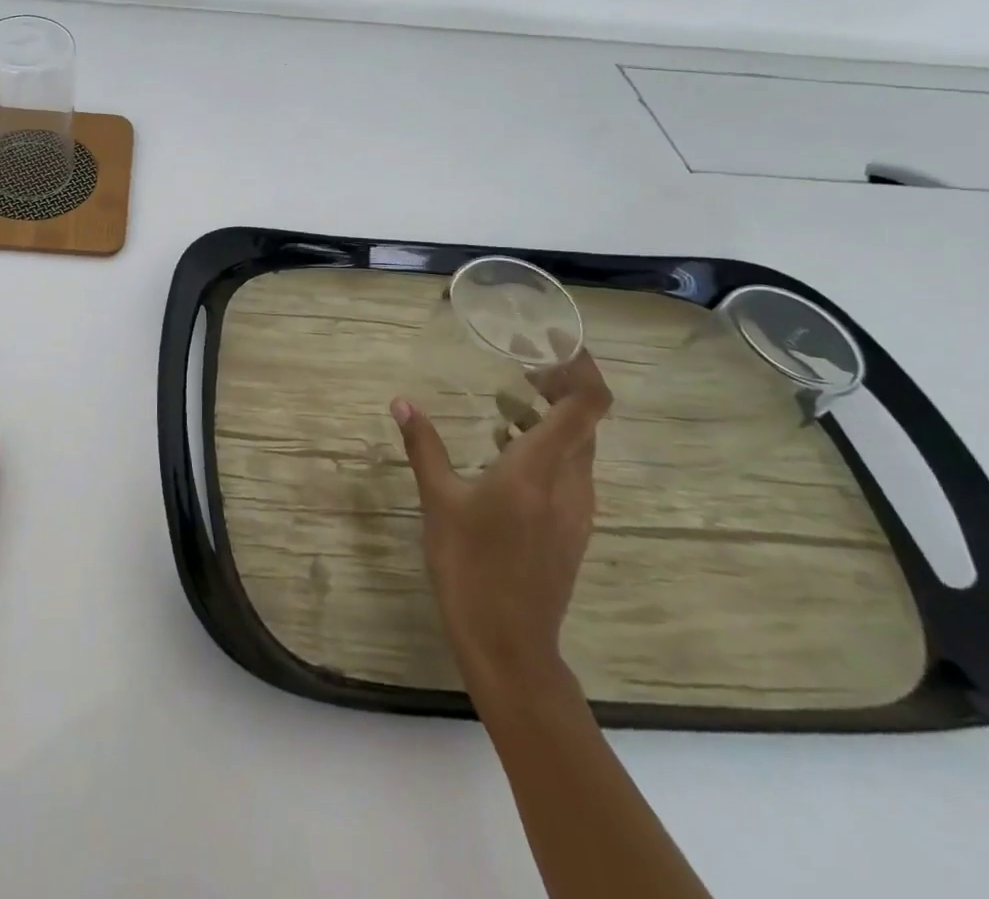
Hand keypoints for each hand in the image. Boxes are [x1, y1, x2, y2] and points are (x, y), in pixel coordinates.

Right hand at [390, 349, 611, 709]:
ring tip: (506, 404)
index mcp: (540, 468)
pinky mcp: (572, 529)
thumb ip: (424, 446)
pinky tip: (506, 453)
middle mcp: (571, 483)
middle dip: (561, 385)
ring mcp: (577, 510)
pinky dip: (548, 447)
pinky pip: (571, 471)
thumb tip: (402, 402)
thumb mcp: (439, 502)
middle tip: (521, 365)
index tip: (552, 344)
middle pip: (587, 420)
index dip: (582, 367)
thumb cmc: (470, 567)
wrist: (509, 645)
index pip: (587, 405)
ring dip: (552, 417)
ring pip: (580, 447)